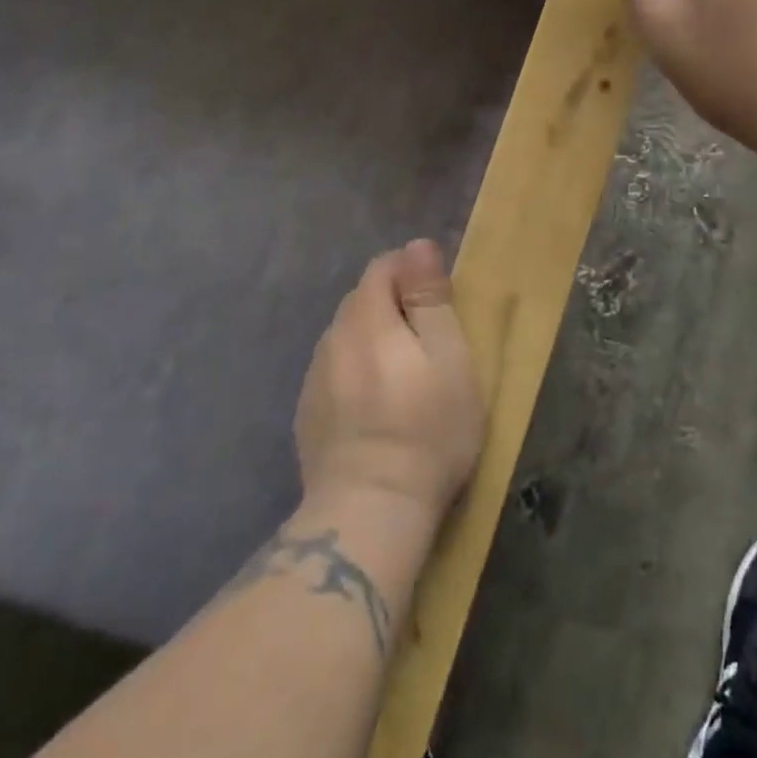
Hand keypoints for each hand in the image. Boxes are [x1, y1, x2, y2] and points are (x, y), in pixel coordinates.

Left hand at [295, 240, 485, 521]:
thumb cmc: (426, 430)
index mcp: (366, 319)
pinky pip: (334, 371)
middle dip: (394, 305)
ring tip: (404, 375)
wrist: (368, 513)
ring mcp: (313, 378)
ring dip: (374, 340)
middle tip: (430, 341)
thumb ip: (430, 297)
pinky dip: (357, 372)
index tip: (439, 300)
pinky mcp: (307, 414)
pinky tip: (376, 406)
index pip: (382, 267)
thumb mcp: (448, 357)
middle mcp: (331, 339)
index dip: (412, 272)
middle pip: (362, 300)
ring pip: (347, 337)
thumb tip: (417, 244)